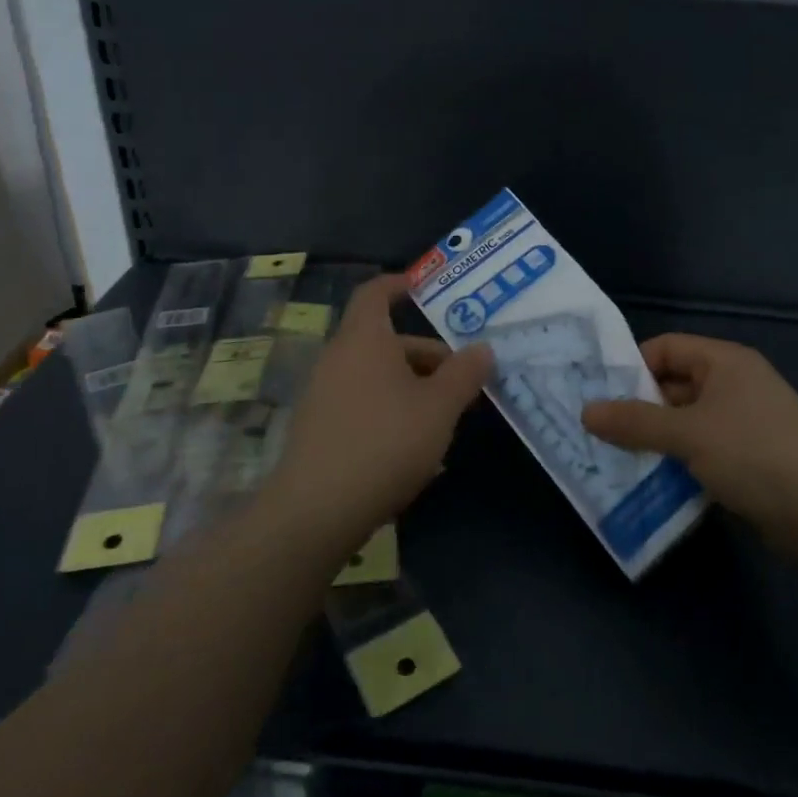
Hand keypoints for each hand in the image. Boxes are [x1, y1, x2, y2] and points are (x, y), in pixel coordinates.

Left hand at [266, 273, 492, 548]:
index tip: (423, 287)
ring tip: (445, 418)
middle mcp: (338, 358)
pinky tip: (415, 448)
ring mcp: (323, 395)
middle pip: (384, 341)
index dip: (398, 284)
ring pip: (375, 376)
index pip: (375, 293)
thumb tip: (483, 348)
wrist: (315, 512)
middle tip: (462, 379)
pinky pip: (361, 404)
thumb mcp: (439, 408)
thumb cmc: (385, 443)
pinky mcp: (318, 430)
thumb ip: (464, 374)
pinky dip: (390, 410)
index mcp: (364, 339)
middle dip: (425, 355)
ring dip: (412, 386)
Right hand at [583, 334, 797, 558]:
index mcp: (724, 362)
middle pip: (673, 387)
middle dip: (637, 410)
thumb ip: (635, 422)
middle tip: (597, 433)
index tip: (598, 396)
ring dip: (654, 442)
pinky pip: (701, 452)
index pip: (665, 349)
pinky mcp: (749, 461)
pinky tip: (650, 484)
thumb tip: (585, 411)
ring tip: (613, 461)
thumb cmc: (756, 454)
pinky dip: (677, 464)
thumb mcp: (688, 434)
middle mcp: (733, 385)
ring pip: (684, 424)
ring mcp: (743, 424)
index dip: (631, 367)